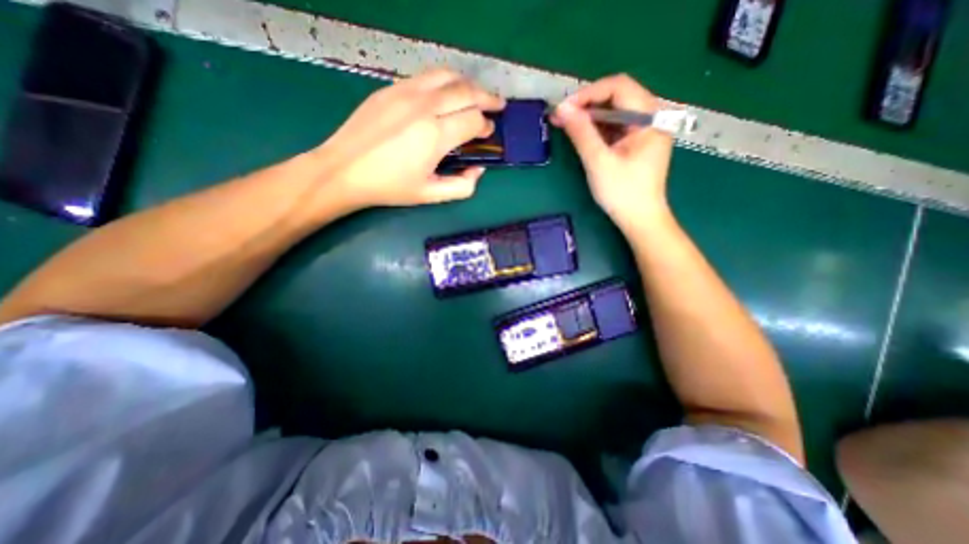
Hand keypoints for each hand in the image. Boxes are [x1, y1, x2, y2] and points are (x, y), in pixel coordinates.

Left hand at [317, 66, 504, 209]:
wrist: (345, 169)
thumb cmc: (390, 186)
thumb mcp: (431, 195)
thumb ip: (462, 186)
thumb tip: (478, 170)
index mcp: (435, 135)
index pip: (474, 119)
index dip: (486, 126)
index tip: (488, 133)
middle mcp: (425, 106)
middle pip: (467, 91)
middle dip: (487, 98)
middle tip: (498, 105)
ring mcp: (406, 92)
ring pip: (448, 76)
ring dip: (468, 84)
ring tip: (477, 94)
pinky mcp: (391, 88)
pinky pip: (427, 77)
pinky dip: (445, 82)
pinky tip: (447, 93)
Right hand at [549, 75, 675, 234]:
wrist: (640, 220)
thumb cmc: (622, 193)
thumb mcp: (599, 162)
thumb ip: (581, 133)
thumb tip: (562, 108)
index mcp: (650, 118)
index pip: (619, 87)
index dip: (588, 93)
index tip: (564, 108)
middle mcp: (651, 118)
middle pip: (617, 97)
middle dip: (587, 104)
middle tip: (561, 116)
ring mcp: (644, 132)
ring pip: (614, 113)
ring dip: (590, 117)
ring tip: (565, 124)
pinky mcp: (636, 144)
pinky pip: (615, 128)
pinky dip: (597, 129)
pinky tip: (580, 135)